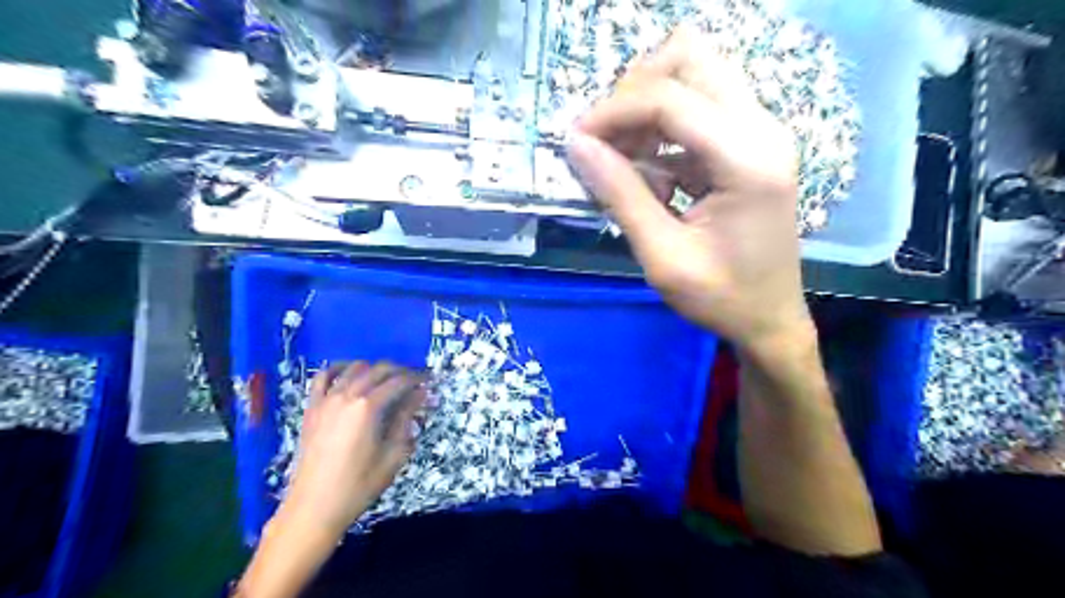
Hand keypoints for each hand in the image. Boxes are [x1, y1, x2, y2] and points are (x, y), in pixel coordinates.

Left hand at [288, 359, 427, 537]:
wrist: (314, 507)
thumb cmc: (359, 484)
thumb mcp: (393, 454)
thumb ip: (406, 419)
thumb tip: (420, 395)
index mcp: (368, 408)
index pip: (399, 381)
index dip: (417, 379)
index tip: (429, 381)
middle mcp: (347, 396)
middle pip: (379, 369)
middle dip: (400, 371)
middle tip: (414, 380)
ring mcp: (326, 399)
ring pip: (354, 368)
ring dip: (375, 368)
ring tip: (387, 380)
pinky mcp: (312, 407)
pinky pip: (324, 376)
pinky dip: (340, 369)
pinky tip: (350, 374)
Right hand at [571, 27, 811, 352]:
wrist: (770, 319)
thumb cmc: (721, 298)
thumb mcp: (663, 256)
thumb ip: (621, 196)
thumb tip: (577, 146)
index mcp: (747, 160)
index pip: (670, 98)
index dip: (614, 112)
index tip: (577, 141)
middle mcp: (762, 129)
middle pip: (690, 58)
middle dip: (634, 92)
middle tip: (606, 140)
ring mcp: (761, 131)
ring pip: (694, 75)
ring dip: (647, 108)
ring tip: (624, 161)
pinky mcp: (751, 143)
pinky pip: (698, 109)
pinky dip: (663, 130)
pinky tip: (650, 174)